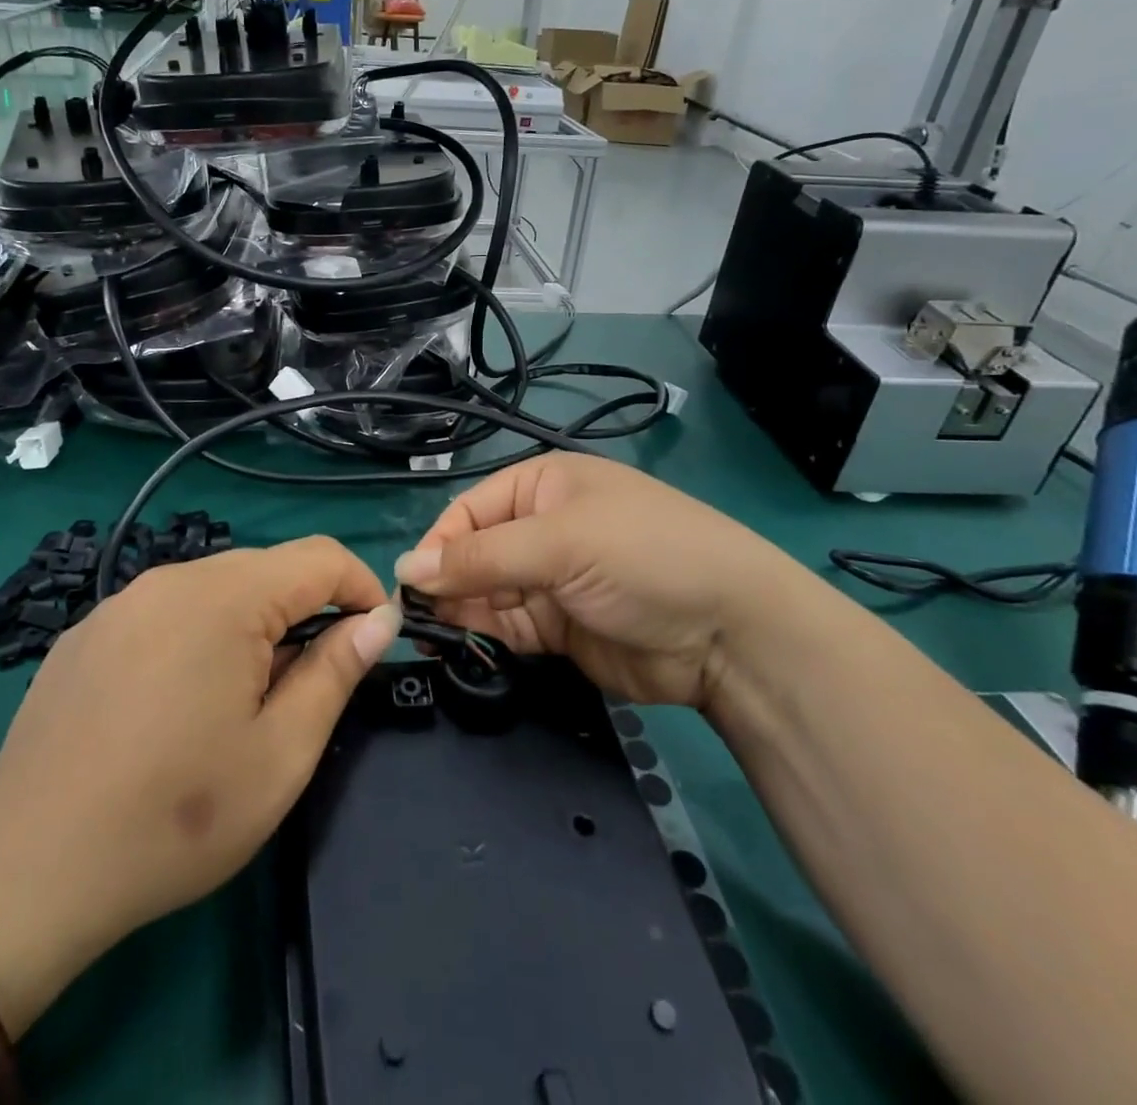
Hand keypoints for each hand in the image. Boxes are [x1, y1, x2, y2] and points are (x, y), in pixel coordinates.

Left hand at [0, 538, 396, 1023]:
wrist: (27, 870)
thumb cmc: (175, 817)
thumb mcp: (281, 754)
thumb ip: (336, 672)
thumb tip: (378, 619)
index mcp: (225, 597)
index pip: (320, 556)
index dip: (362, 587)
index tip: (375, 638)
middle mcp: (171, 578)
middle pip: (266, 569)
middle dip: (305, 612)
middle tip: (306, 688)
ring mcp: (122, 601)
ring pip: (215, 589)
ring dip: (251, 626)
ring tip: (241, 702)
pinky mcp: (88, 631)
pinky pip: (166, 611)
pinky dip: (198, 636)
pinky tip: (175, 705)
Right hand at [396, 453, 801, 707]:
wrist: (730, 634)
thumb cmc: (642, 557)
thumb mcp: (560, 543)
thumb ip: (481, 558)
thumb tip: (406, 569)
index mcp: (542, 487)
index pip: (469, 510)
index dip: (439, 544)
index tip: (411, 584)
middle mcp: (541, 529)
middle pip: (473, 553)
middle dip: (446, 582)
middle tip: (413, 620)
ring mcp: (550, 581)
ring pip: (485, 594)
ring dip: (459, 613)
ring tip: (430, 638)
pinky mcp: (559, 628)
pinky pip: (507, 628)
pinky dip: (484, 638)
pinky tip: (461, 649)